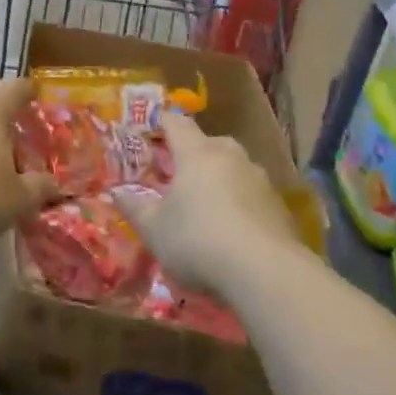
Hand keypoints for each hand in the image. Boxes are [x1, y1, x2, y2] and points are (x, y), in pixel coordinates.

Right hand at [119, 112, 305, 294]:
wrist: (265, 272)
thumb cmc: (198, 241)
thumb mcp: (154, 230)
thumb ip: (134, 208)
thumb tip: (116, 193)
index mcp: (197, 153)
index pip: (177, 123)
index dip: (162, 123)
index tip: (150, 128)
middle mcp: (230, 156)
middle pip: (208, 144)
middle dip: (191, 155)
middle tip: (176, 175)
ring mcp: (259, 178)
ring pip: (232, 169)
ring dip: (217, 180)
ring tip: (205, 206)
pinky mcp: (279, 205)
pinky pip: (251, 194)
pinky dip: (239, 204)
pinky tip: (232, 230)